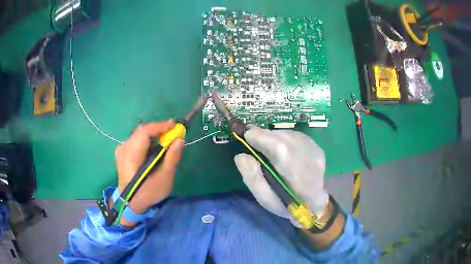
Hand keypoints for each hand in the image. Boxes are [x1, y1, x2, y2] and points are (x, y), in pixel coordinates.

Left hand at [113, 120, 184, 224]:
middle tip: (173, 134)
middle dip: (158, 130)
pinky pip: (136, 140)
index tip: (175, 125)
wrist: (132, 204)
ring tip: (166, 141)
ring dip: (153, 135)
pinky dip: (147, 141)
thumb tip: (180, 139)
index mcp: (131, 156)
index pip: (144, 133)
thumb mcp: (164, 179)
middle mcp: (123, 149)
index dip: (160, 126)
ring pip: (139, 135)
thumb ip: (172, 158)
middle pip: (141, 132)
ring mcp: (121, 150)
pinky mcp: (122, 153)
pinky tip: (155, 148)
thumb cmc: (148, 193)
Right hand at [234, 127, 328, 227]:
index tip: (245, 136)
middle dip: (264, 135)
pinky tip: (279, 146)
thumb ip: (252, 178)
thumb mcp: (265, 199)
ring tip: (265, 143)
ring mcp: (315, 151)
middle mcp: (309, 159)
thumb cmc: (286, 205)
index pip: (279, 149)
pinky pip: (295, 135)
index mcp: (297, 177)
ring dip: (274, 136)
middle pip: (283, 138)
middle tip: (251, 136)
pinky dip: (283, 137)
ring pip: (289, 134)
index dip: (260, 138)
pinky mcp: (317, 147)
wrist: (313, 203)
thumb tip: (241, 156)